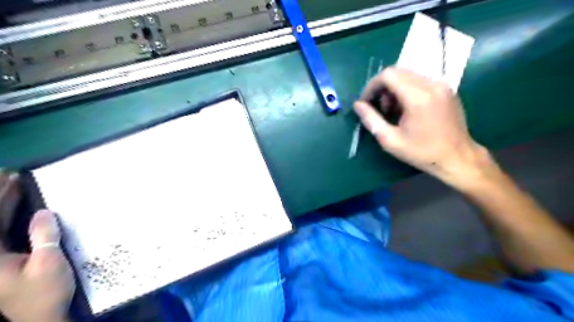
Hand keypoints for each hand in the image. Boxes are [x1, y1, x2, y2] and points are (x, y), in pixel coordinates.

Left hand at [0, 174, 73, 321]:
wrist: (43, 317)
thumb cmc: (44, 292)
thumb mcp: (48, 263)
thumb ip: (44, 236)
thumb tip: (42, 212)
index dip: (0, 198)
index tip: (11, 178)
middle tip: (10, 176)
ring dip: (4, 205)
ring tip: (14, 186)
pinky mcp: (9, 260)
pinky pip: (6, 233)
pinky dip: (12, 218)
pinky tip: (23, 209)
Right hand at [356, 67, 492, 187]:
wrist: (457, 158)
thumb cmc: (422, 152)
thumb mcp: (390, 140)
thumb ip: (371, 120)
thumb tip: (357, 105)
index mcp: (418, 97)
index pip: (388, 75)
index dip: (371, 86)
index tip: (366, 103)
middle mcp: (431, 84)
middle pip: (397, 72)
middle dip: (382, 88)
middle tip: (379, 109)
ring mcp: (442, 85)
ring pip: (408, 75)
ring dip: (393, 89)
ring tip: (392, 111)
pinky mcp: (446, 89)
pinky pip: (419, 80)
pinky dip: (406, 90)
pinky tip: (406, 109)